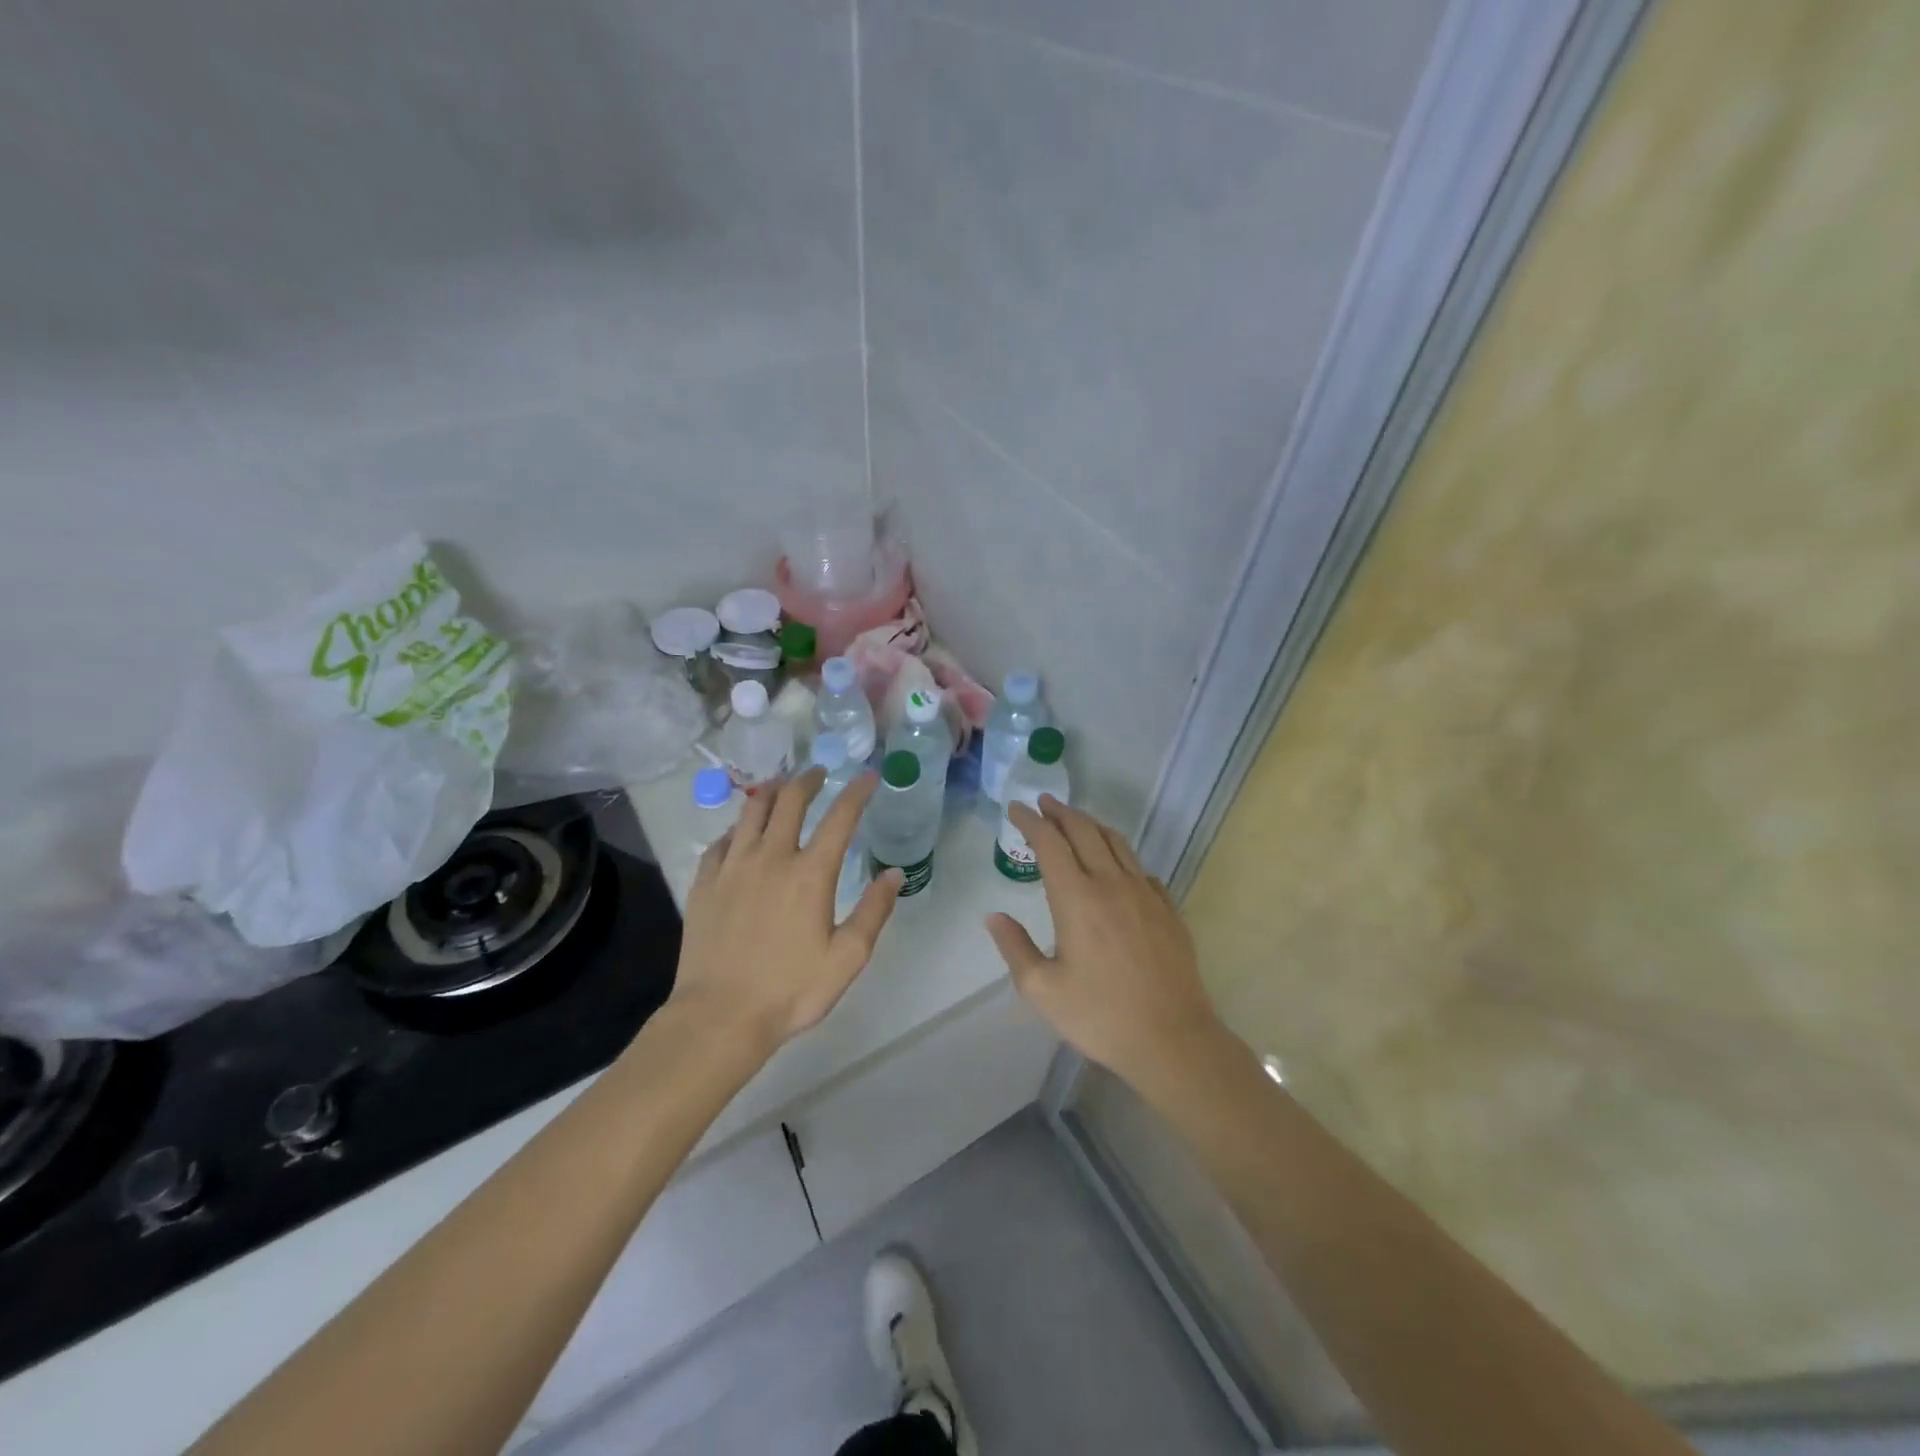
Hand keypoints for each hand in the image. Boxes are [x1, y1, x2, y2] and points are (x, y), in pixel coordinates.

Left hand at [670, 768, 902, 1056]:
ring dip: (771, 792)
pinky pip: (721, 841)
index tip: (868, 776)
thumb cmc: (791, 990)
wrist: (719, 1016)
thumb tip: (893, 874)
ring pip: (751, 811)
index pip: (840, 817)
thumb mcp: (847, 958)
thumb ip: (874, 911)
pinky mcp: (704, 883)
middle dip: (809, 780)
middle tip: (819, 773)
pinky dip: (737, 827)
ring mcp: (732, 867)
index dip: (857, 792)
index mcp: (810, 873)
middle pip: (790, 800)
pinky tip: (740, 832)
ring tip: (781, 786)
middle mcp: (770, 857)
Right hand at [985, 796, 1222, 1091]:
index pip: (1050, 844)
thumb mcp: (1042, 990)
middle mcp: (1111, 884)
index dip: (1031, 822)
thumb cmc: (1100, 1016)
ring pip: (1116, 843)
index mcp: (1076, 899)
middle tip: (1043, 803)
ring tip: (1075, 821)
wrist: (1172, 1039)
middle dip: (1060, 813)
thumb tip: (995, 917)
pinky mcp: (1168, 909)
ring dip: (1091, 825)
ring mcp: (1145, 894)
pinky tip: (1116, 866)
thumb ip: (1015, 948)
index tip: (1016, 809)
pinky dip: (1120, 855)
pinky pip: (1140, 869)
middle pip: (1084, 831)